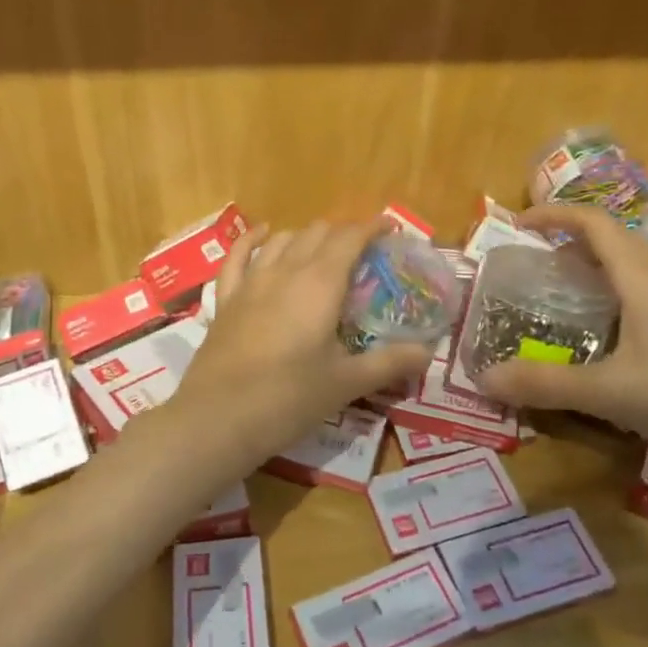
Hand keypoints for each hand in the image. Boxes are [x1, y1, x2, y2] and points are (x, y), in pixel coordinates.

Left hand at [173, 221, 432, 461]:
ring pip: (283, 240)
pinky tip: (264, 234)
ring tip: (323, 248)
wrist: (218, 418)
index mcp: (321, 284)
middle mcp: (285, 271)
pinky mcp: (226, 299)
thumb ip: (390, 363)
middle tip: (363, 252)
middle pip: (317, 233)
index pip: (350, 238)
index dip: (372, 228)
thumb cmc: (289, 398)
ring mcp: (251, 282)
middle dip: (343, 233)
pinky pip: (239, 256)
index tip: (390, 229)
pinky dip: (254, 239)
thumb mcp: (347, 383)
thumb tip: (428, 353)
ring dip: (306, 236)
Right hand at [478, 205, 647, 487]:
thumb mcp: (608, 394)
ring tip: (570, 298)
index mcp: (645, 277)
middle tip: (537, 266)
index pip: (594, 222)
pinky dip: (624, 294)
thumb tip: (484, 379)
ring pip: (640, 267)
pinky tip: (618, 336)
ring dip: (601, 270)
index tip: (520, 224)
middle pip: (617, 241)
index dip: (555, 215)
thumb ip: (544, 384)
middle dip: (572, 244)